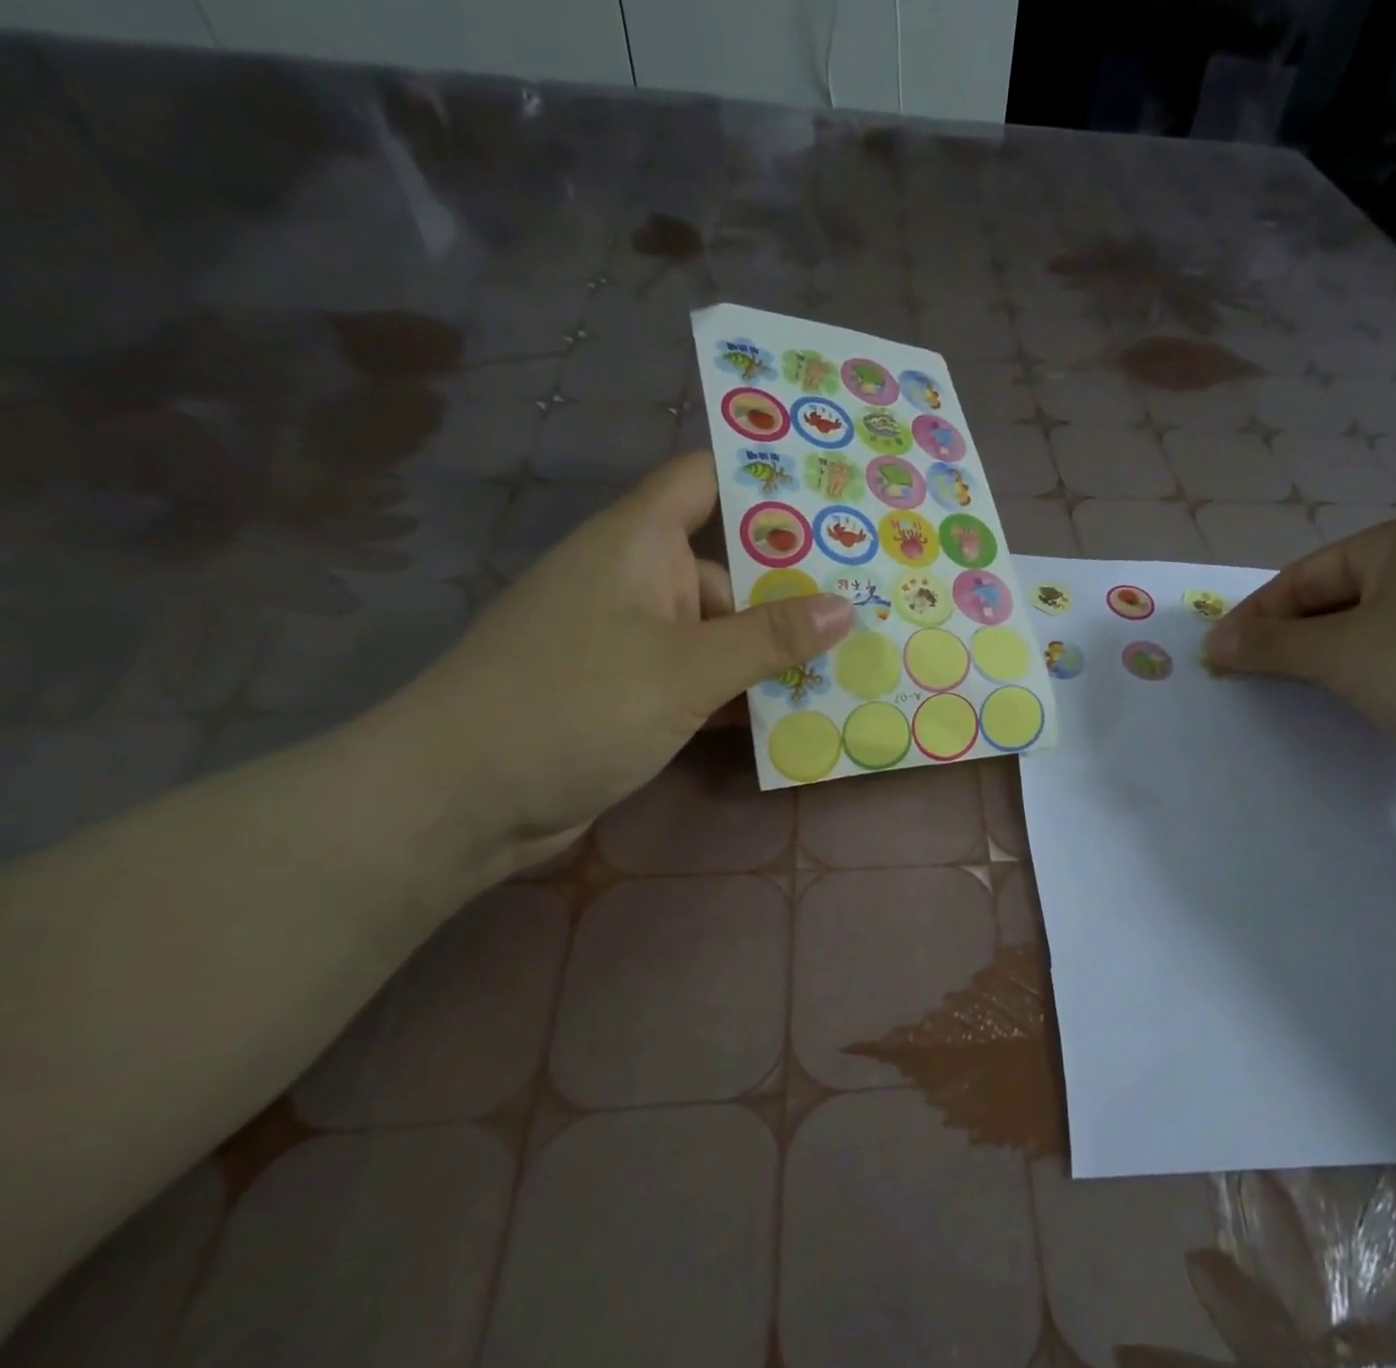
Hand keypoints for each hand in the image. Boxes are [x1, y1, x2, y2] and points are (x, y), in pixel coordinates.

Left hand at [382, 453, 852, 863]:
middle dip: (795, 590)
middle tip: (875, 602)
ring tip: (854, 663)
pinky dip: (743, 694)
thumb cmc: (573, 706)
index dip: (765, 480)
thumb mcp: (685, 669)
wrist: (462, 801)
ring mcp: (635, 641)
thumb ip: (769, 638)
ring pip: (722, 633)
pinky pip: (703, 679)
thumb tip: (846, 607)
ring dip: (775, 653)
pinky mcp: (634, 693)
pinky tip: (797, 714)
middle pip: (730, 569)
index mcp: (639, 543)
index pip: (705, 481)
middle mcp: (638, 581)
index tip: (835, 496)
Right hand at [1201, 515, 1395, 792]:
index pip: (1304, 574)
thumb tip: (1212, 644)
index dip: (1256, 614)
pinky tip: (1349, 700)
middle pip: (1334, 598)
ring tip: (1289, 690)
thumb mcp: (1339, 652)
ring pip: (1366, 630)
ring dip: (1321, 659)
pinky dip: (1363, 675)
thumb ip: (1269, 644)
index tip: (1218, 654)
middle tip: (1247, 675)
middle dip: (1287, 638)